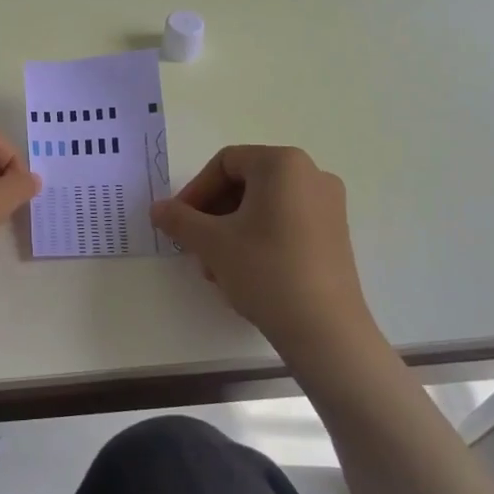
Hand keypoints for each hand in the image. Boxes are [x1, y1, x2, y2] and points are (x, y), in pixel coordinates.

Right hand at [151, 146, 382, 362]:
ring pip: (263, 206)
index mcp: (283, 164)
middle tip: (195, 247)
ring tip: (216, 268)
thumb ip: (179, 219)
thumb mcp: (211, 243)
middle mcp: (311, 174)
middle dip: (213, 215)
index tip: (179, 222)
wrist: (325, 330)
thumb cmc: (266, 270)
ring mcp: (328, 205)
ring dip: (231, 231)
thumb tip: (157, 209)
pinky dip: (258, 239)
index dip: (196, 191)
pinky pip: (285, 222)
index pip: (225, 163)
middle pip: (245, 184)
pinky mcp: (335, 235)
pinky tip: (243, 273)